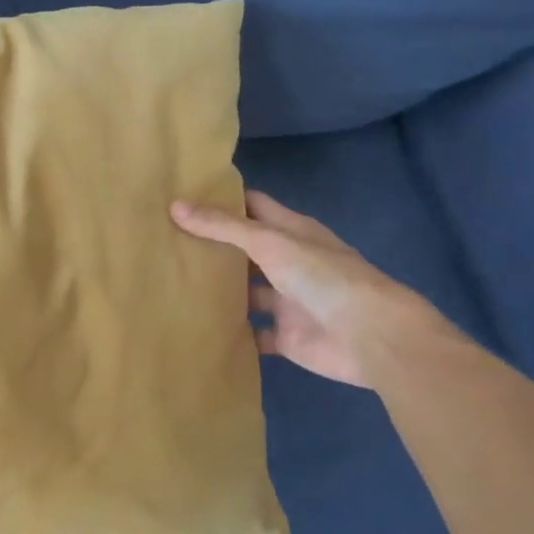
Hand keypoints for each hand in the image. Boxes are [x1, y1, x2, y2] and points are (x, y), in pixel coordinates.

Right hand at [171, 190, 427, 386]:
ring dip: (219, 289)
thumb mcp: (269, 242)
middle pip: (245, 249)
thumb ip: (222, 227)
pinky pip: (253, 333)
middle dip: (212, 245)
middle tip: (164, 240)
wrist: (370, 337)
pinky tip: (198, 325)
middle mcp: (288, 262)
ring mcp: (287, 300)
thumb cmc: (322, 277)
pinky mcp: (285, 336)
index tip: (182, 196)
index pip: (251, 206)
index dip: (221, 200)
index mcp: (290, 231)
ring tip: (172, 281)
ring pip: (246, 291)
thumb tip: (174, 206)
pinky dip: (233, 331)